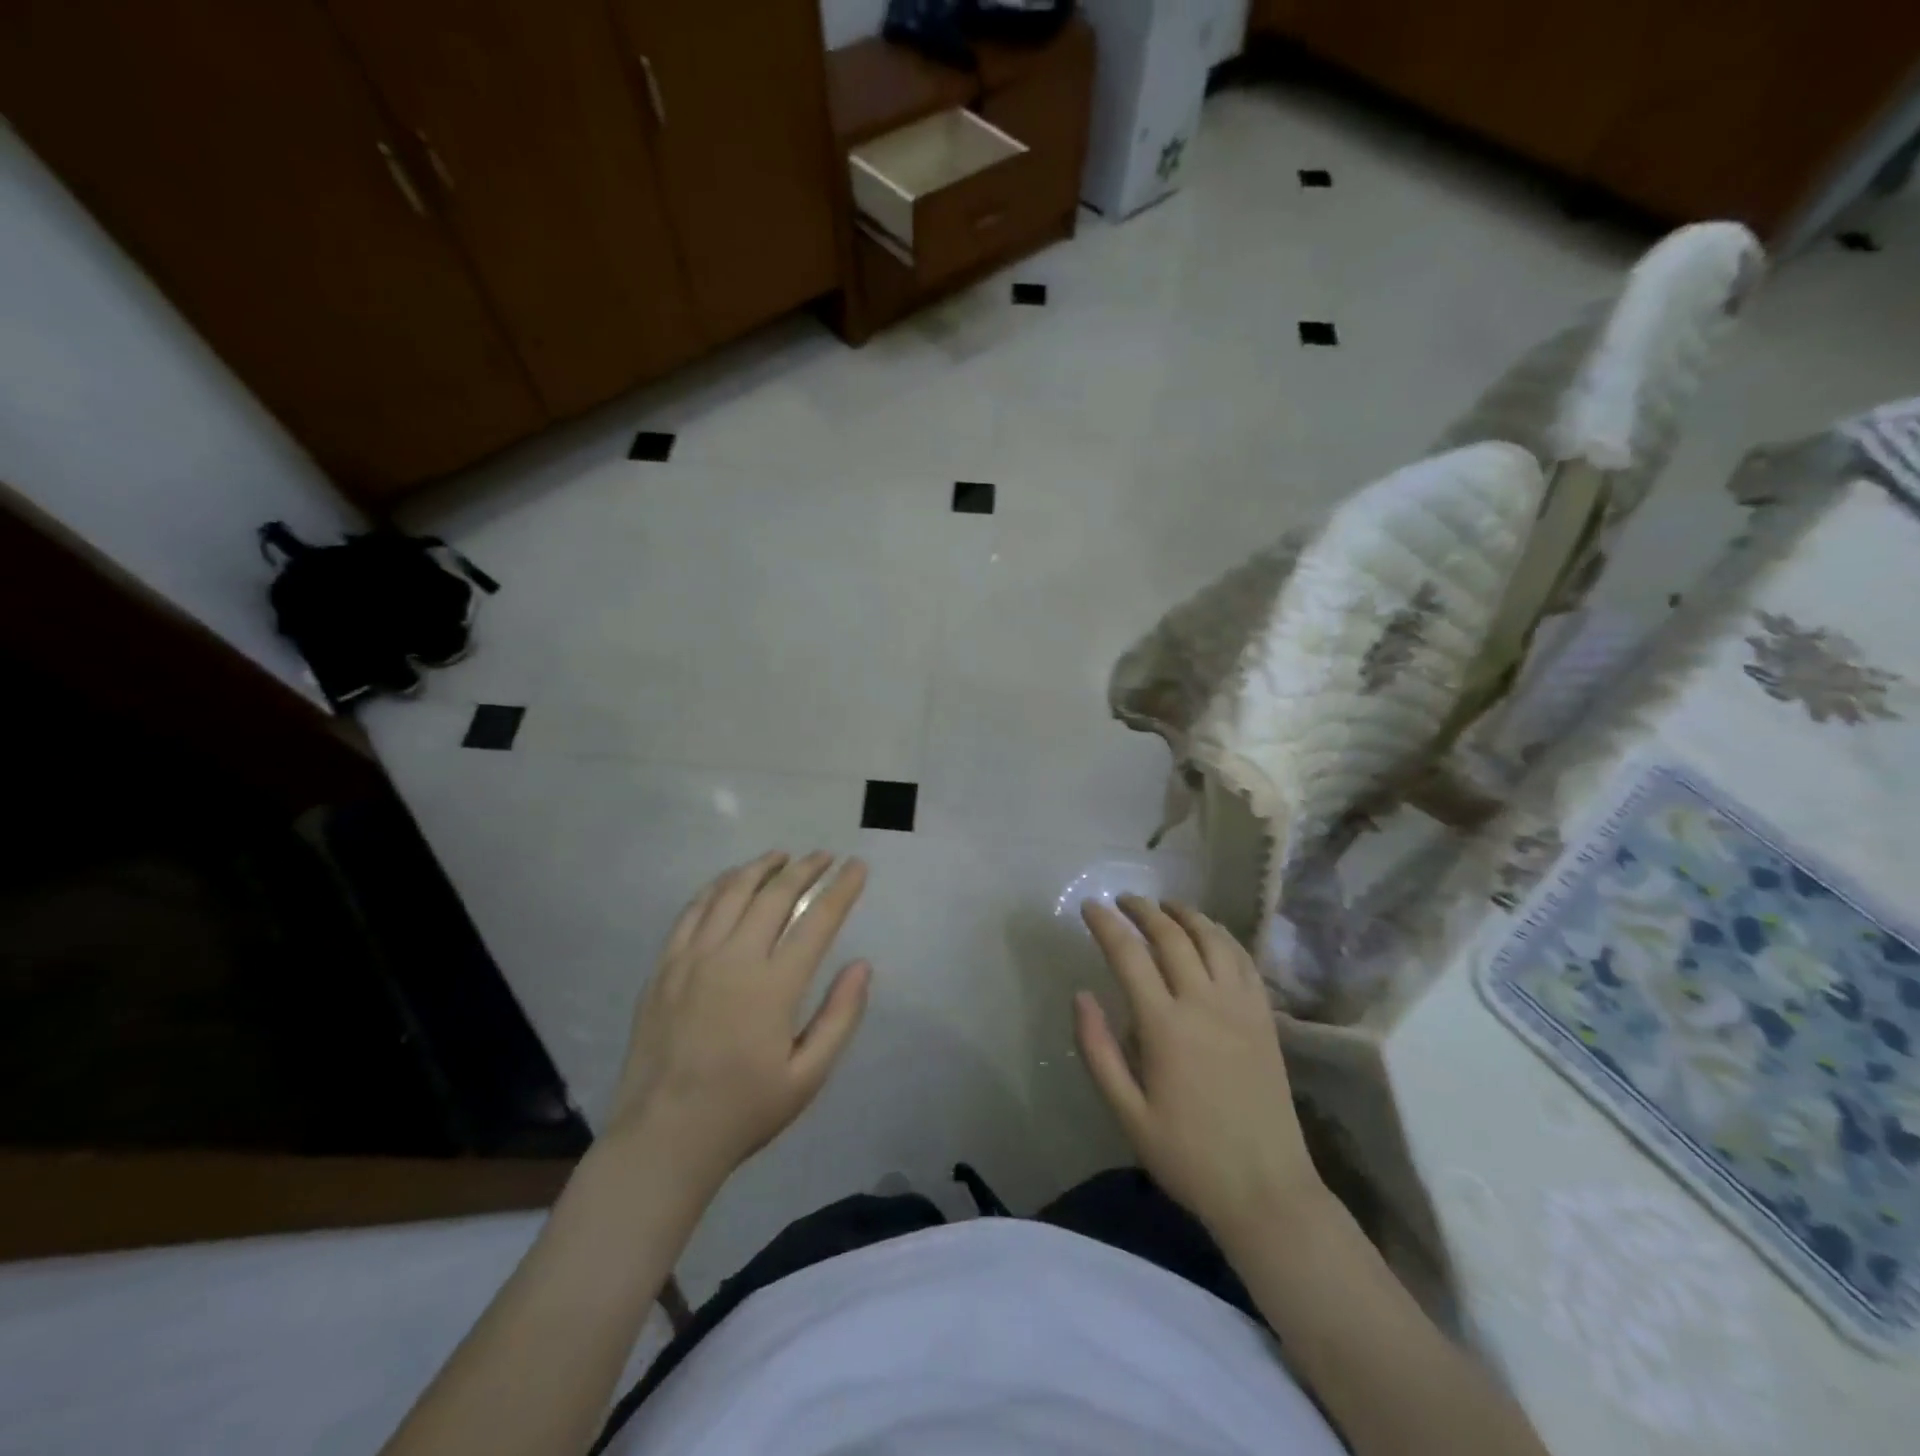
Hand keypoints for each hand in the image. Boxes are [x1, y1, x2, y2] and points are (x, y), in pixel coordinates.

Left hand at [606, 852, 870, 1186]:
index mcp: (773, 987)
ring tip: (782, 856)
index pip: (817, 921)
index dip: (842, 889)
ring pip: (731, 893)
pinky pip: (692, 910)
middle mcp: (733, 960)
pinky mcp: (664, 967)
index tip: (857, 866)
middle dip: (805, 869)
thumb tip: (862, 964)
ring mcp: (692, 959)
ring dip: (761, 868)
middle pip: (774, 895)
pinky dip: (717, 886)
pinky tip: (730, 881)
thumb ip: (840, 1017)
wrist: (662, 1138)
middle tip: (825, 856)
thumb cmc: (744, 1110)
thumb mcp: (808, 1077)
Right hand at [1076, 896, 1326, 1245]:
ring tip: (1165, 906)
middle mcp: (1204, 1003)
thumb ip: (1098, 1050)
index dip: (1105, 924)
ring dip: (1185, 914)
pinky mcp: (1265, 1017)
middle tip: (1123, 900)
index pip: (1128, 955)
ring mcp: (1241, 1007)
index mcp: (1165, 1026)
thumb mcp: (1127, 1114)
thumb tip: (1081, 995)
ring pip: (1212, 938)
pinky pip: (1243, 959)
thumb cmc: (1188, 1156)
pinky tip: (1211, 934)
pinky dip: (1222, 936)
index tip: (1089, 906)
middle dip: (1143, 910)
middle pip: (1171, 935)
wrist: (1267, 1190)